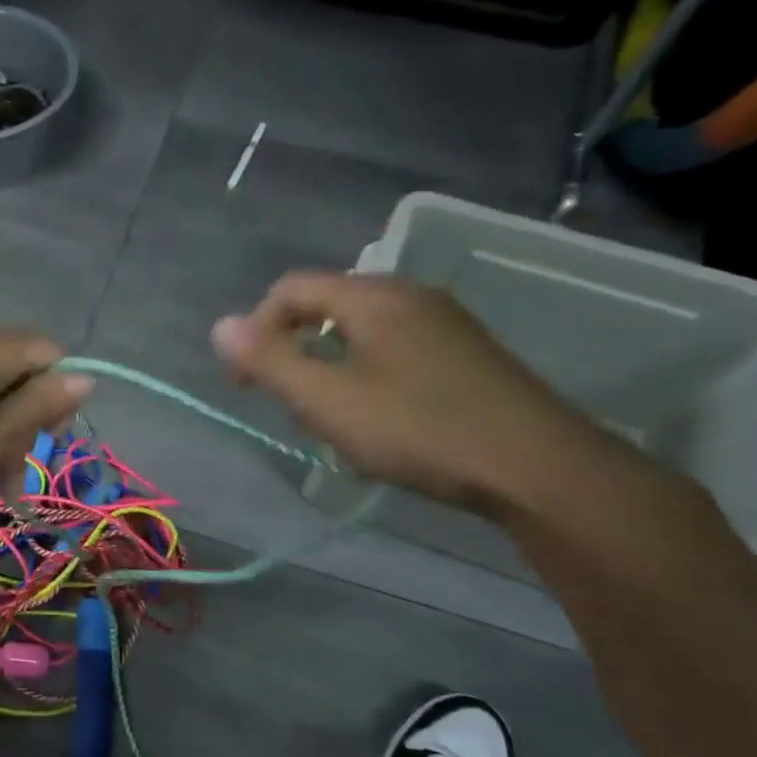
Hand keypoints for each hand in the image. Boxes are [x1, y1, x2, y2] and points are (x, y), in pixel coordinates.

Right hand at [211, 271, 613, 517]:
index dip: (255, 329)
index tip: (245, 382)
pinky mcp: (464, 352)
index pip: (290, 289)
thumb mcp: (328, 401)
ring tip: (331, 418)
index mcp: (373, 297)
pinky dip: (365, 374)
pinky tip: (379, 419)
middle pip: (325, 306)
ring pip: (359, 330)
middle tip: (291, 405)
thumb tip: (220, 326)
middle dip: (292, 350)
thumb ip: (269, 362)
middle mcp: (409, 295)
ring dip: (328, 367)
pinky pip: (392, 348)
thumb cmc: (420, 430)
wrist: (536, 467)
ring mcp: (443, 322)